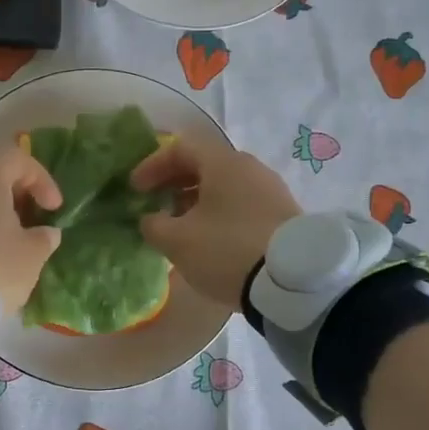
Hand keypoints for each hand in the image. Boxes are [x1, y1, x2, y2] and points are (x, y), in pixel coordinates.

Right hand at [130, 139, 301, 305]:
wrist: (293, 282)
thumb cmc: (227, 250)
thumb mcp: (178, 241)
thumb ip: (154, 225)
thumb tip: (150, 219)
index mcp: (223, 163)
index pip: (181, 148)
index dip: (153, 165)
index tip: (135, 189)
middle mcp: (250, 168)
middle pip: (204, 165)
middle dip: (174, 183)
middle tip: (155, 204)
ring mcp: (270, 191)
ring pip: (224, 186)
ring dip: (196, 201)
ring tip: (179, 226)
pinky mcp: (283, 215)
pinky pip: (241, 204)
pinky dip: (218, 214)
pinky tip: (209, 240)